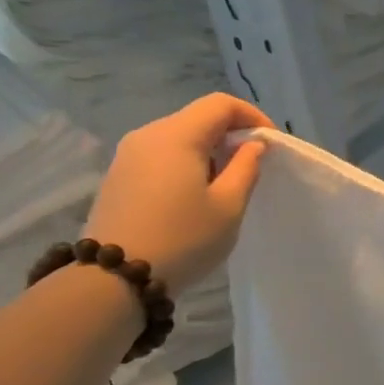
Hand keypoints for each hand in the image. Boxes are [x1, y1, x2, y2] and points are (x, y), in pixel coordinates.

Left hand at [82, 94, 272, 290]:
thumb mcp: (229, 205)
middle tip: (254, 164)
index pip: (220, 104)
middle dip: (231, 133)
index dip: (252, 116)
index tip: (271, 144)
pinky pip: (161, 154)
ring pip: (179, 136)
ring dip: (210, 149)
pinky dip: (187, 162)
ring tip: (228, 182)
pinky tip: (196, 193)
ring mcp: (128, 156)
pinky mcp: (119, 176)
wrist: (112, 279)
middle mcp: (148, 135)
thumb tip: (252, 145)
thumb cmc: (182, 239)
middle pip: (198, 117)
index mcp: (177, 136)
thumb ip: (246, 167)